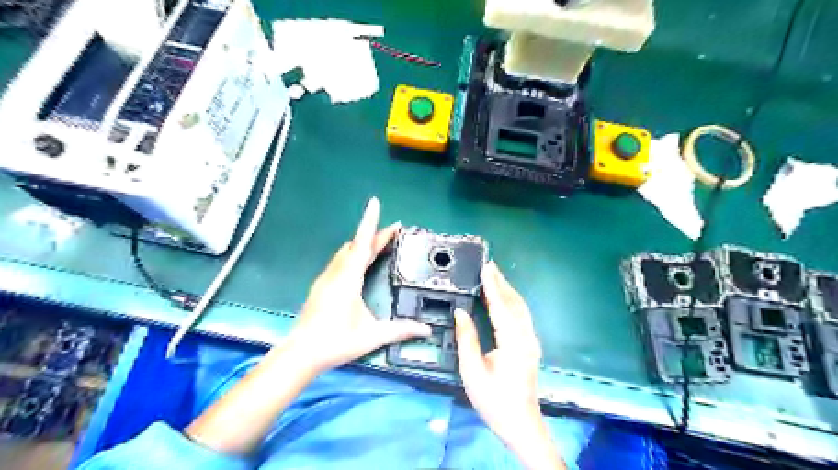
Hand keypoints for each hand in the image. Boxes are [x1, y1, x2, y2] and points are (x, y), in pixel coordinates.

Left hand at [285, 196, 434, 373]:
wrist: (300, 353)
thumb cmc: (336, 342)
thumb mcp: (372, 336)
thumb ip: (400, 330)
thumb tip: (426, 331)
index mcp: (348, 278)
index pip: (362, 243)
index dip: (370, 222)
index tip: (374, 202)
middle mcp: (336, 273)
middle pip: (356, 245)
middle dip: (375, 234)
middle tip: (394, 230)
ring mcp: (326, 278)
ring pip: (346, 252)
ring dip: (363, 243)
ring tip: (380, 242)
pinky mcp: (321, 286)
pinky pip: (340, 261)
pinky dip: (354, 254)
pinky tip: (360, 262)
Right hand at [456, 262, 566, 467]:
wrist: (521, 424)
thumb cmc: (494, 400)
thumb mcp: (473, 371)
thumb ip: (467, 339)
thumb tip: (460, 312)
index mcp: (513, 342)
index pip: (500, 307)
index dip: (492, 286)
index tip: (486, 267)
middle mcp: (526, 337)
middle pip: (515, 303)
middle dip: (502, 283)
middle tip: (489, 265)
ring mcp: (531, 341)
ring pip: (521, 308)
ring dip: (508, 290)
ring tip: (494, 276)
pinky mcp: (530, 346)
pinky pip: (521, 316)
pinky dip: (511, 302)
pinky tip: (503, 299)